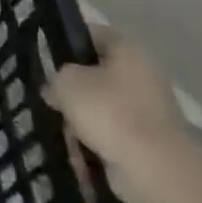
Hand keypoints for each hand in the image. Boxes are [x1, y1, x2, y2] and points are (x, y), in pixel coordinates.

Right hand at [43, 27, 200, 202]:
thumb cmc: (108, 110)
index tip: (47, 60)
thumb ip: (55, 77)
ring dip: (82, 120)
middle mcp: (144, 75)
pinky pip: (112, 135)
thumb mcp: (66, 82)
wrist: (154, 168)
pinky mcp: (150, 142)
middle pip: (97, 75)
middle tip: (53, 100)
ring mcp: (150, 110)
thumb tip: (56, 89)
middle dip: (73, 90)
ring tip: (65, 132)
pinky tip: (80, 152)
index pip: (92, 34)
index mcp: (129, 49)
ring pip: (102, 107)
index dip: (67, 43)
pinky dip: (95, 143)